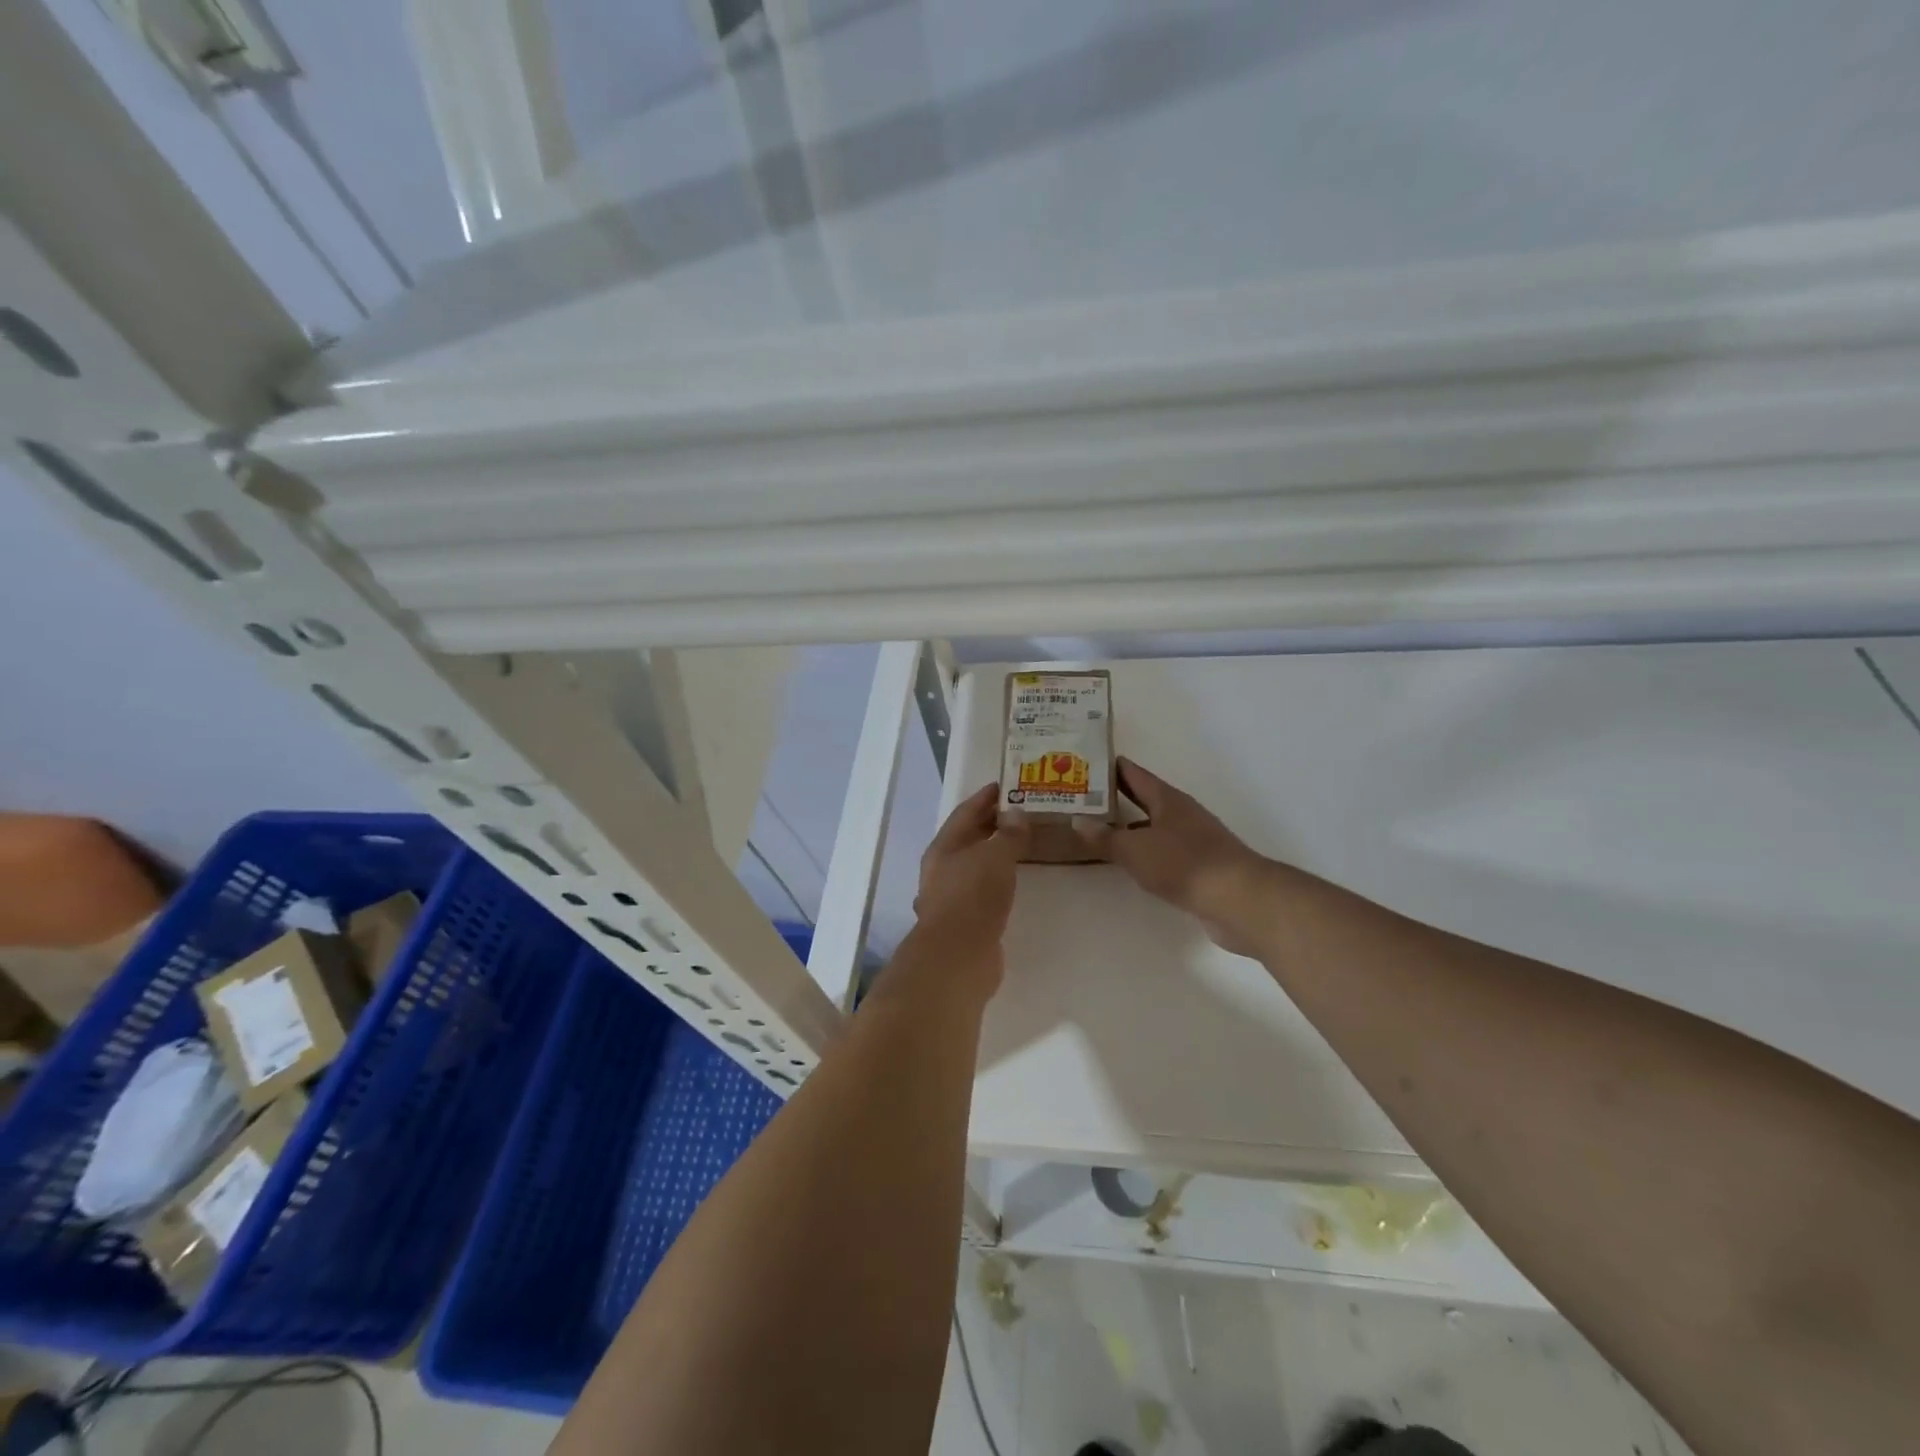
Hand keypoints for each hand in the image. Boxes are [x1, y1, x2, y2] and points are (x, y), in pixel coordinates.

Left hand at [910, 783, 1030, 989]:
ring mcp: (951, 896)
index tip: (1006, 785)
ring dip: (995, 853)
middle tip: (1022, 812)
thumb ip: (1009, 834)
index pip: (966, 812)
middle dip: (992, 824)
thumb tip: (1016, 815)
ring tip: (1022, 844)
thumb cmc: (973, 896)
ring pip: (975, 865)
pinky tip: (1013, 882)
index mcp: (944, 846)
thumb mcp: (996, 856)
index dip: (985, 797)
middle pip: (968, 838)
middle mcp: (942, 868)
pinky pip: (982, 889)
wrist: (958, 956)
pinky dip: (997, 879)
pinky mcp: (964, 920)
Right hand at [1076, 758, 1272, 953]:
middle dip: (1117, 796)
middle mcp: (1181, 813)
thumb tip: (1078, 821)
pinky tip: (1131, 862)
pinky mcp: (1200, 866)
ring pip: (1154, 826)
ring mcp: (1194, 839)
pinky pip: (1164, 850)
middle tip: (1084, 796)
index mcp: (1167, 799)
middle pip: (1145, 798)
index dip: (1112, 766)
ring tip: (1100, 829)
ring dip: (1130, 826)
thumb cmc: (1183, 863)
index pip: (1134, 774)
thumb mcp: (1135, 849)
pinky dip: (1145, 851)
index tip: (1087, 761)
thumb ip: (1105, 837)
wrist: (1237, 898)